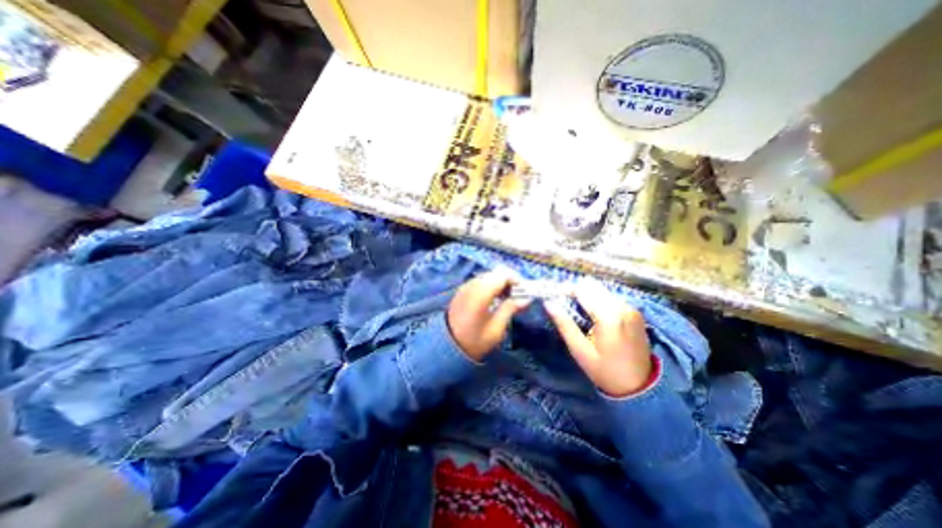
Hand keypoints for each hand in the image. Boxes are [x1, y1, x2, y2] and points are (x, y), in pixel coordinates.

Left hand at [446, 272, 529, 362]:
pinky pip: (479, 282)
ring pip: (487, 276)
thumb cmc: (475, 341)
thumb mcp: (496, 328)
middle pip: (495, 273)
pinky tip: (494, 299)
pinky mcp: (462, 291)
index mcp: (480, 293)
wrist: (447, 348)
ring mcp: (465, 287)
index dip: (516, 280)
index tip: (524, 291)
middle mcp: (471, 285)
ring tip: (508, 298)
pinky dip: (490, 286)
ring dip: (499, 283)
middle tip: (518, 295)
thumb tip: (525, 299)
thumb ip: (510, 308)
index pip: (502, 275)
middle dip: (509, 281)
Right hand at [545, 284, 657, 394]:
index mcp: (609, 317)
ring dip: (586, 294)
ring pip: (601, 289)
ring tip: (576, 309)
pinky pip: (610, 297)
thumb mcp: (580, 351)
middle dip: (575, 291)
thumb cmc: (605, 371)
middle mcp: (622, 307)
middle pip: (592, 286)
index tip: (554, 297)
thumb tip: (548, 303)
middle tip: (564, 304)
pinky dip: (597, 299)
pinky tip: (592, 313)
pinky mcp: (634, 312)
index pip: (582, 290)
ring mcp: (631, 308)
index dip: (565, 290)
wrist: (641, 387)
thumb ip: (564, 324)